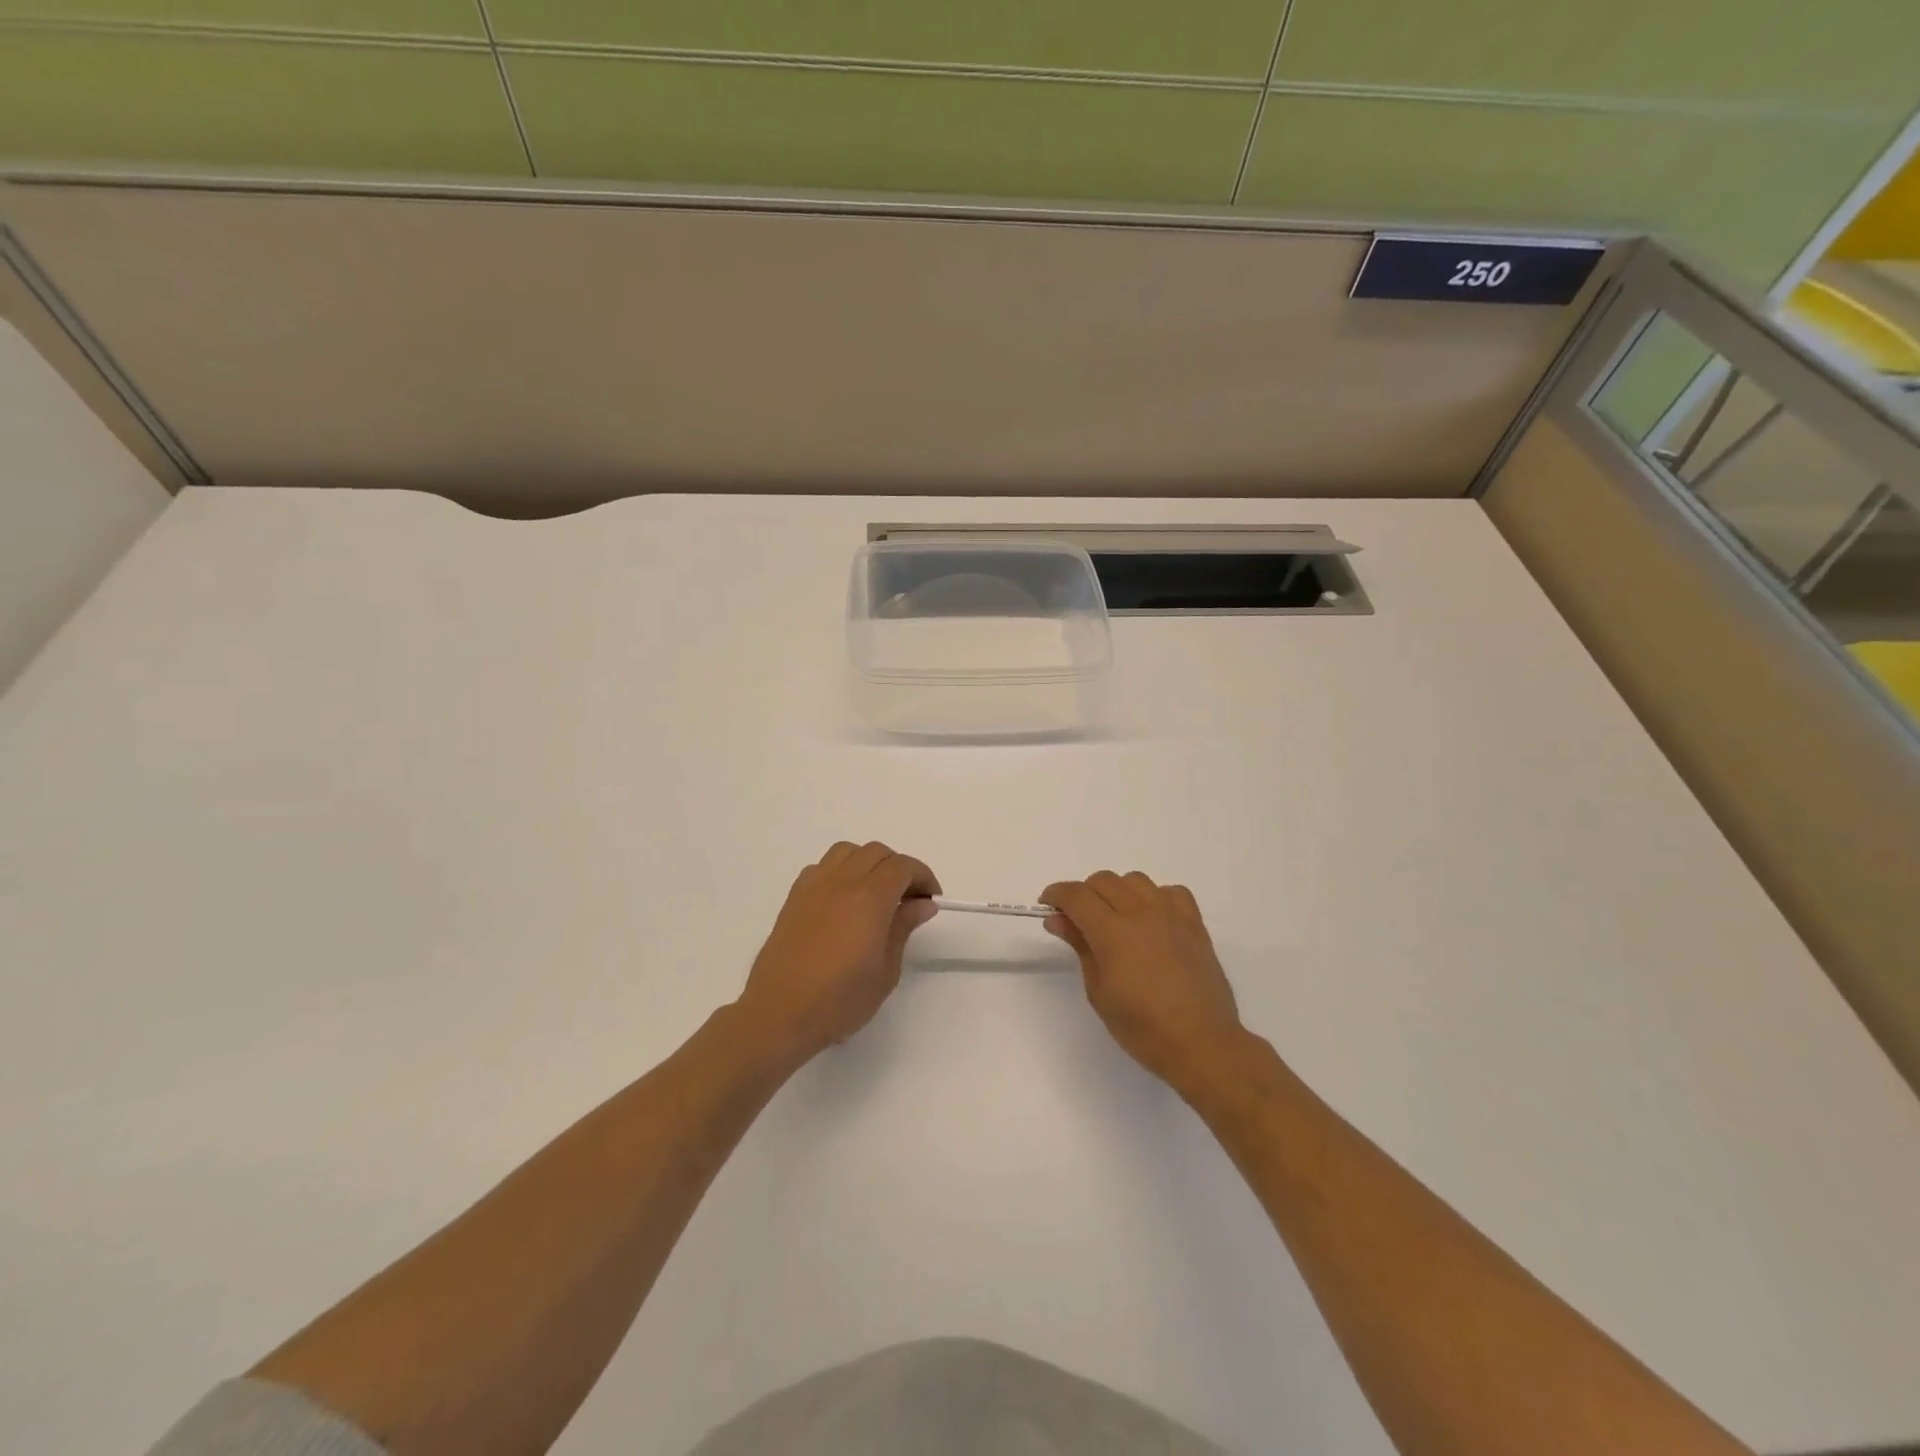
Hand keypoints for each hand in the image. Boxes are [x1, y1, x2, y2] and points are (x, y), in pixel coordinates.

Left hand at [737, 842, 940, 1065]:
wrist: (780, 1013)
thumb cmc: (840, 1000)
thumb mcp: (886, 971)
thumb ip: (904, 928)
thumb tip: (922, 903)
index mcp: (870, 898)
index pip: (903, 866)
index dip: (923, 876)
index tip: (931, 899)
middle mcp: (842, 882)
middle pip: (877, 853)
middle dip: (899, 868)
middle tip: (908, 899)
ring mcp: (814, 886)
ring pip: (847, 852)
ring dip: (868, 863)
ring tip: (875, 892)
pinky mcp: (794, 897)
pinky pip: (822, 867)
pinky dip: (840, 871)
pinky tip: (843, 899)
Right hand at [1041, 871, 1244, 1084]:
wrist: (1201, 1043)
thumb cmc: (1142, 1028)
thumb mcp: (1099, 991)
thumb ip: (1080, 947)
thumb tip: (1058, 919)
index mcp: (1112, 932)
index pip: (1076, 895)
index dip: (1056, 894)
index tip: (1048, 905)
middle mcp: (1141, 913)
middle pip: (1103, 880)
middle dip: (1084, 894)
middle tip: (1079, 920)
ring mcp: (1171, 915)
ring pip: (1135, 880)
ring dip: (1118, 892)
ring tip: (1116, 919)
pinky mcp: (1195, 923)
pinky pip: (1171, 892)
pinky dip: (1155, 898)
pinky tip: (1152, 920)